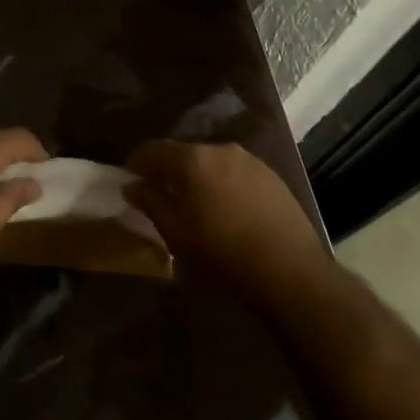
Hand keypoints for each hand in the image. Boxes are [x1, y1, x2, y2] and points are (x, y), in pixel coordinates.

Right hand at [124, 141, 328, 307]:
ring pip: (212, 162)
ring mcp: (250, 161)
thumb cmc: (222, 251)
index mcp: (192, 159)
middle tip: (160, 192)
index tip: (129, 178)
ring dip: (198, 176)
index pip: (154, 149)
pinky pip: (236, 173)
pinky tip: (227, 208)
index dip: (137, 162)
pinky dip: (223, 184)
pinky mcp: (272, 176)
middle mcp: (220, 149)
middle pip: (184, 153)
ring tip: (196, 202)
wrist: (290, 269)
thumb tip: (132, 186)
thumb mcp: (176, 233)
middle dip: (169, 169)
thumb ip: (151, 203)